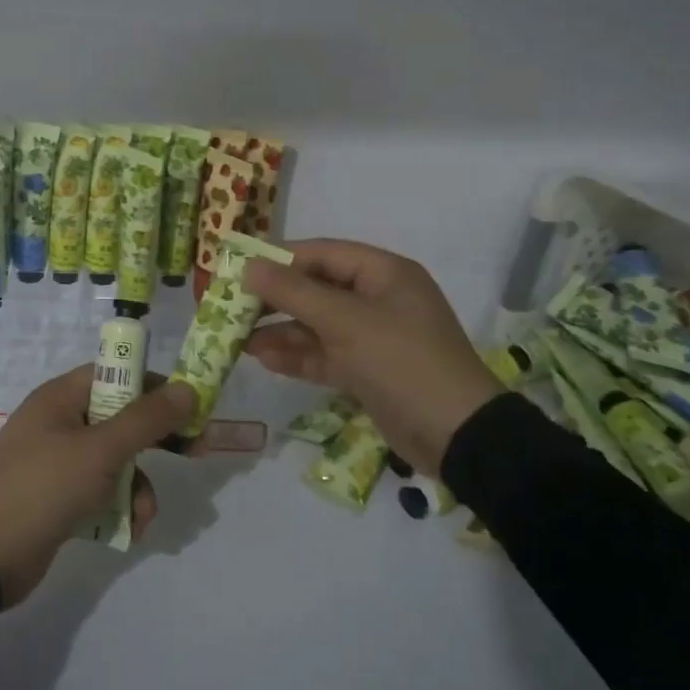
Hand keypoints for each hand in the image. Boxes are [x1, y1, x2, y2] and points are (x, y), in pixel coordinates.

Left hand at [0, 366, 196, 606]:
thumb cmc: (43, 487)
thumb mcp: (101, 450)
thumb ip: (147, 419)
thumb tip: (188, 389)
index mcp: (61, 397)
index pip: (115, 374)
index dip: (153, 386)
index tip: (189, 405)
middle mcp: (59, 423)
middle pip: (119, 418)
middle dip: (156, 439)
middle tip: (195, 451)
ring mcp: (57, 462)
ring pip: (115, 461)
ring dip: (138, 485)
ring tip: (144, 515)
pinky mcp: (57, 498)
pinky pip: (100, 491)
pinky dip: (118, 506)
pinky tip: (129, 532)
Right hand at [243, 240, 501, 477]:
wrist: (457, 436)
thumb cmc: (402, 361)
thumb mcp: (346, 322)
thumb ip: (294, 293)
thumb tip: (249, 266)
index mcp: (383, 273)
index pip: (322, 253)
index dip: (279, 259)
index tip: (238, 269)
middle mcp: (378, 299)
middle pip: (317, 289)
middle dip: (276, 299)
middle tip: (231, 307)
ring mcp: (374, 337)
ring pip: (317, 325)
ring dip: (281, 331)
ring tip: (239, 339)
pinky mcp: (368, 371)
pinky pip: (326, 354)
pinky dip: (298, 356)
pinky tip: (264, 359)